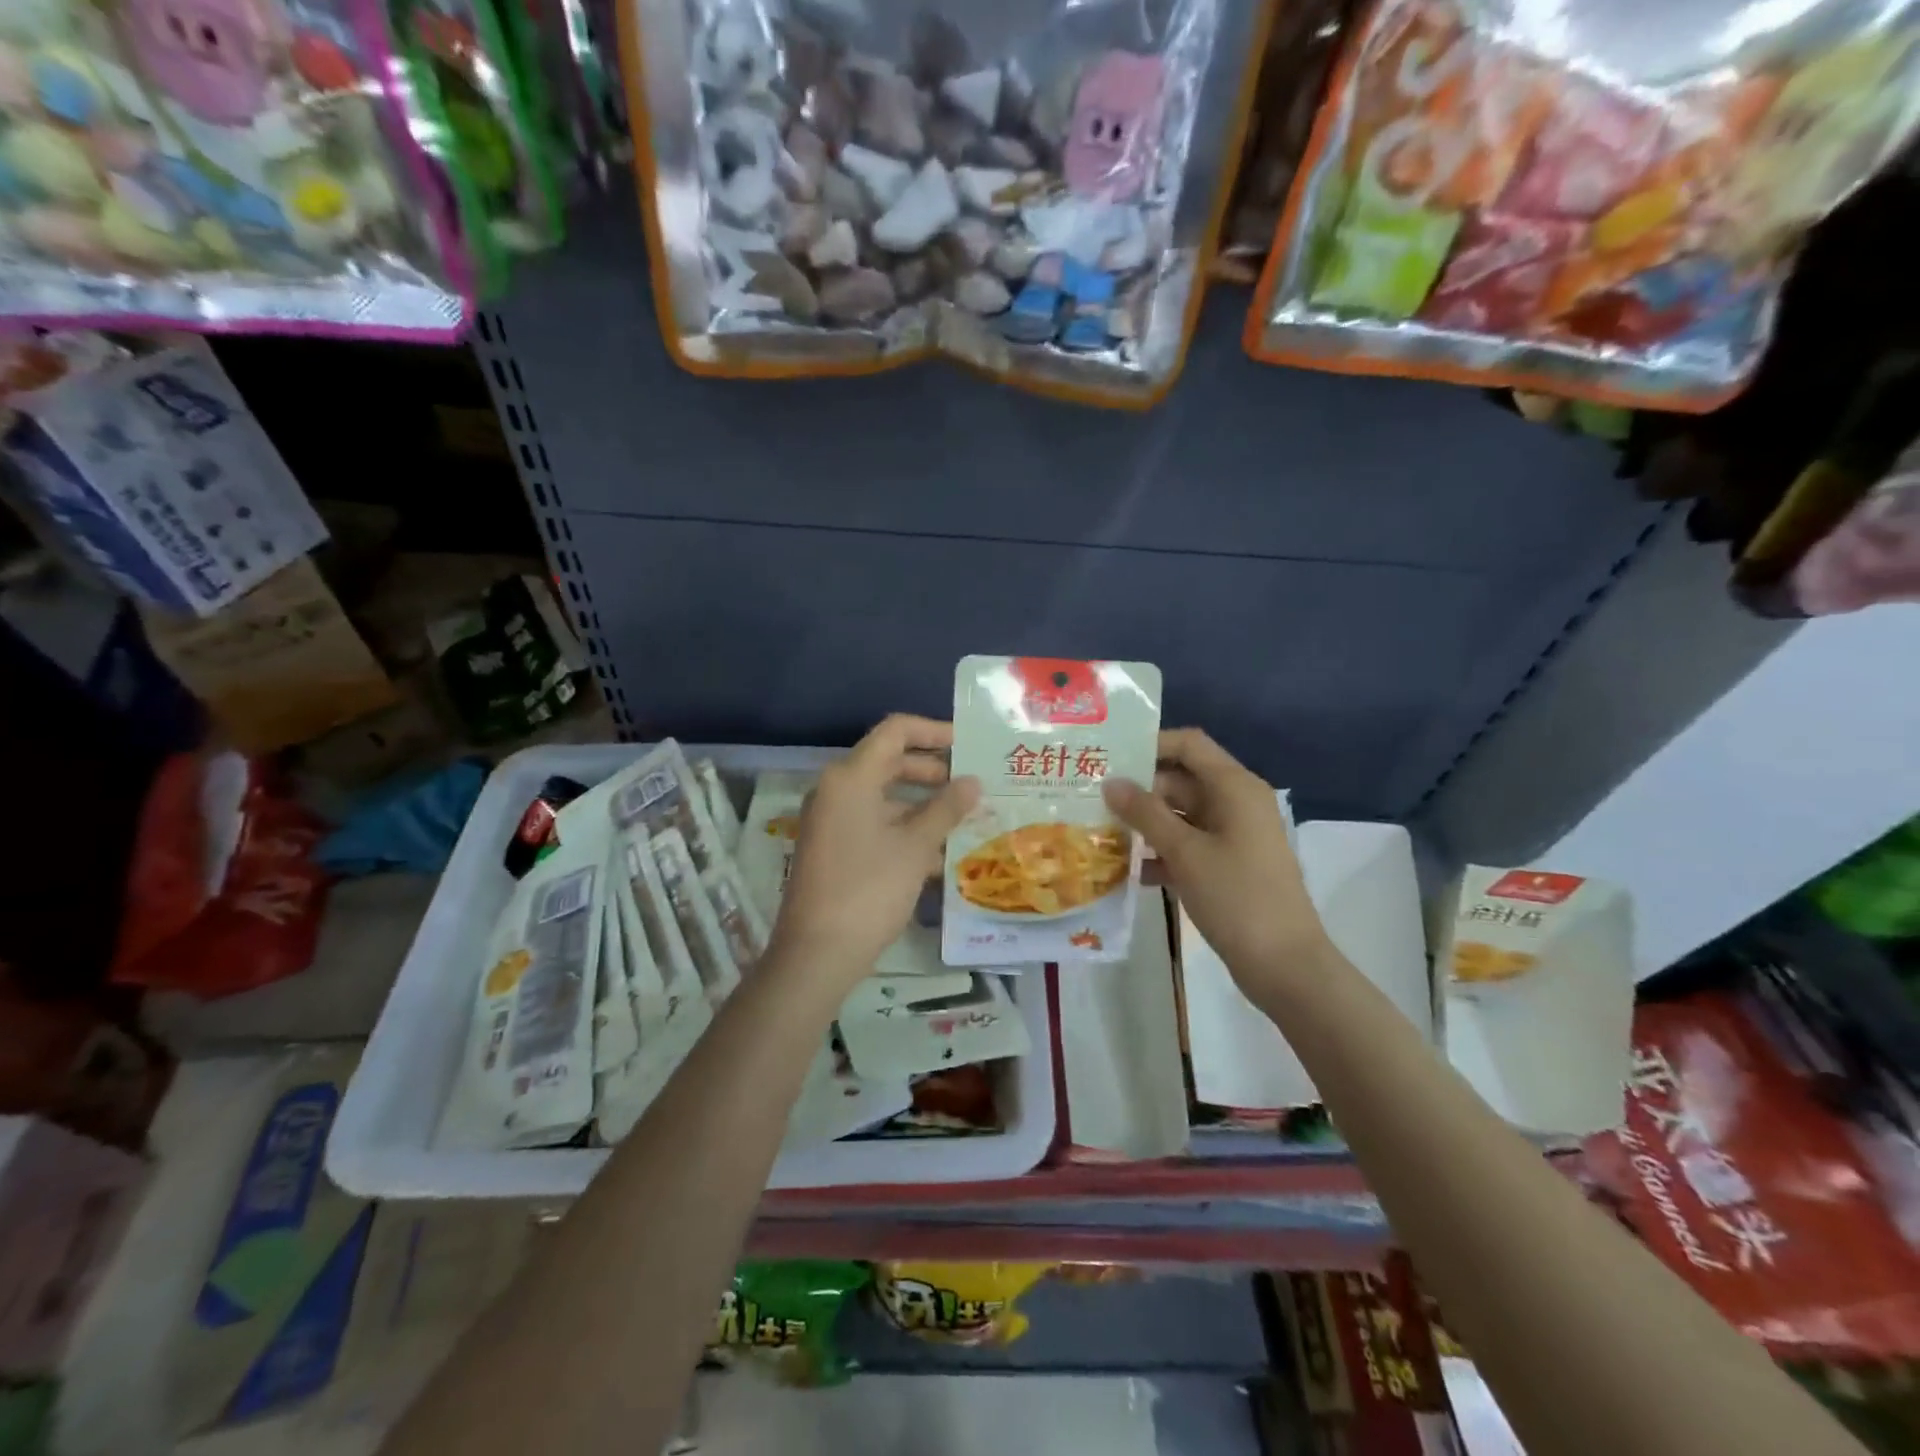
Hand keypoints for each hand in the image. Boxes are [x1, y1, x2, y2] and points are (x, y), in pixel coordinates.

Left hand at [772, 714, 978, 991]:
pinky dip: (904, 829)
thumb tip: (973, 782)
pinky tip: (939, 853)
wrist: (817, 953)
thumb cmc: (869, 889)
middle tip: (972, 784)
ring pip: (884, 796)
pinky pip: (873, 823)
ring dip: (923, 805)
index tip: (968, 744)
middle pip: (889, 762)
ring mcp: (831, 820)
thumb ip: (946, 808)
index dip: (934, 731)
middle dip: (933, 771)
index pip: (895, 731)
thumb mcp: (915, 847)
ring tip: (964, 820)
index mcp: (851, 777)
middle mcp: (836, 789)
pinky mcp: (833, 847)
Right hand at [1104, 729, 1332, 997]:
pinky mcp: (1228, 865)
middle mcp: (1236, 803)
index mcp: (1235, 787)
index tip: (1109, 757)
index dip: (1151, 744)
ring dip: (1145, 822)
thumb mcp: (1185, 852)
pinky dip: (1161, 851)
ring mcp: (1233, 836)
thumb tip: (1110, 782)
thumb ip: (1145, 813)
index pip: (1189, 744)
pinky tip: (1127, 869)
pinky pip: (1188, 845)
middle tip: (1092, 797)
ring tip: (1099, 830)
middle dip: (1139, 788)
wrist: (1284, 965)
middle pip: (1181, 779)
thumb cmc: (1236, 897)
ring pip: (1181, 815)